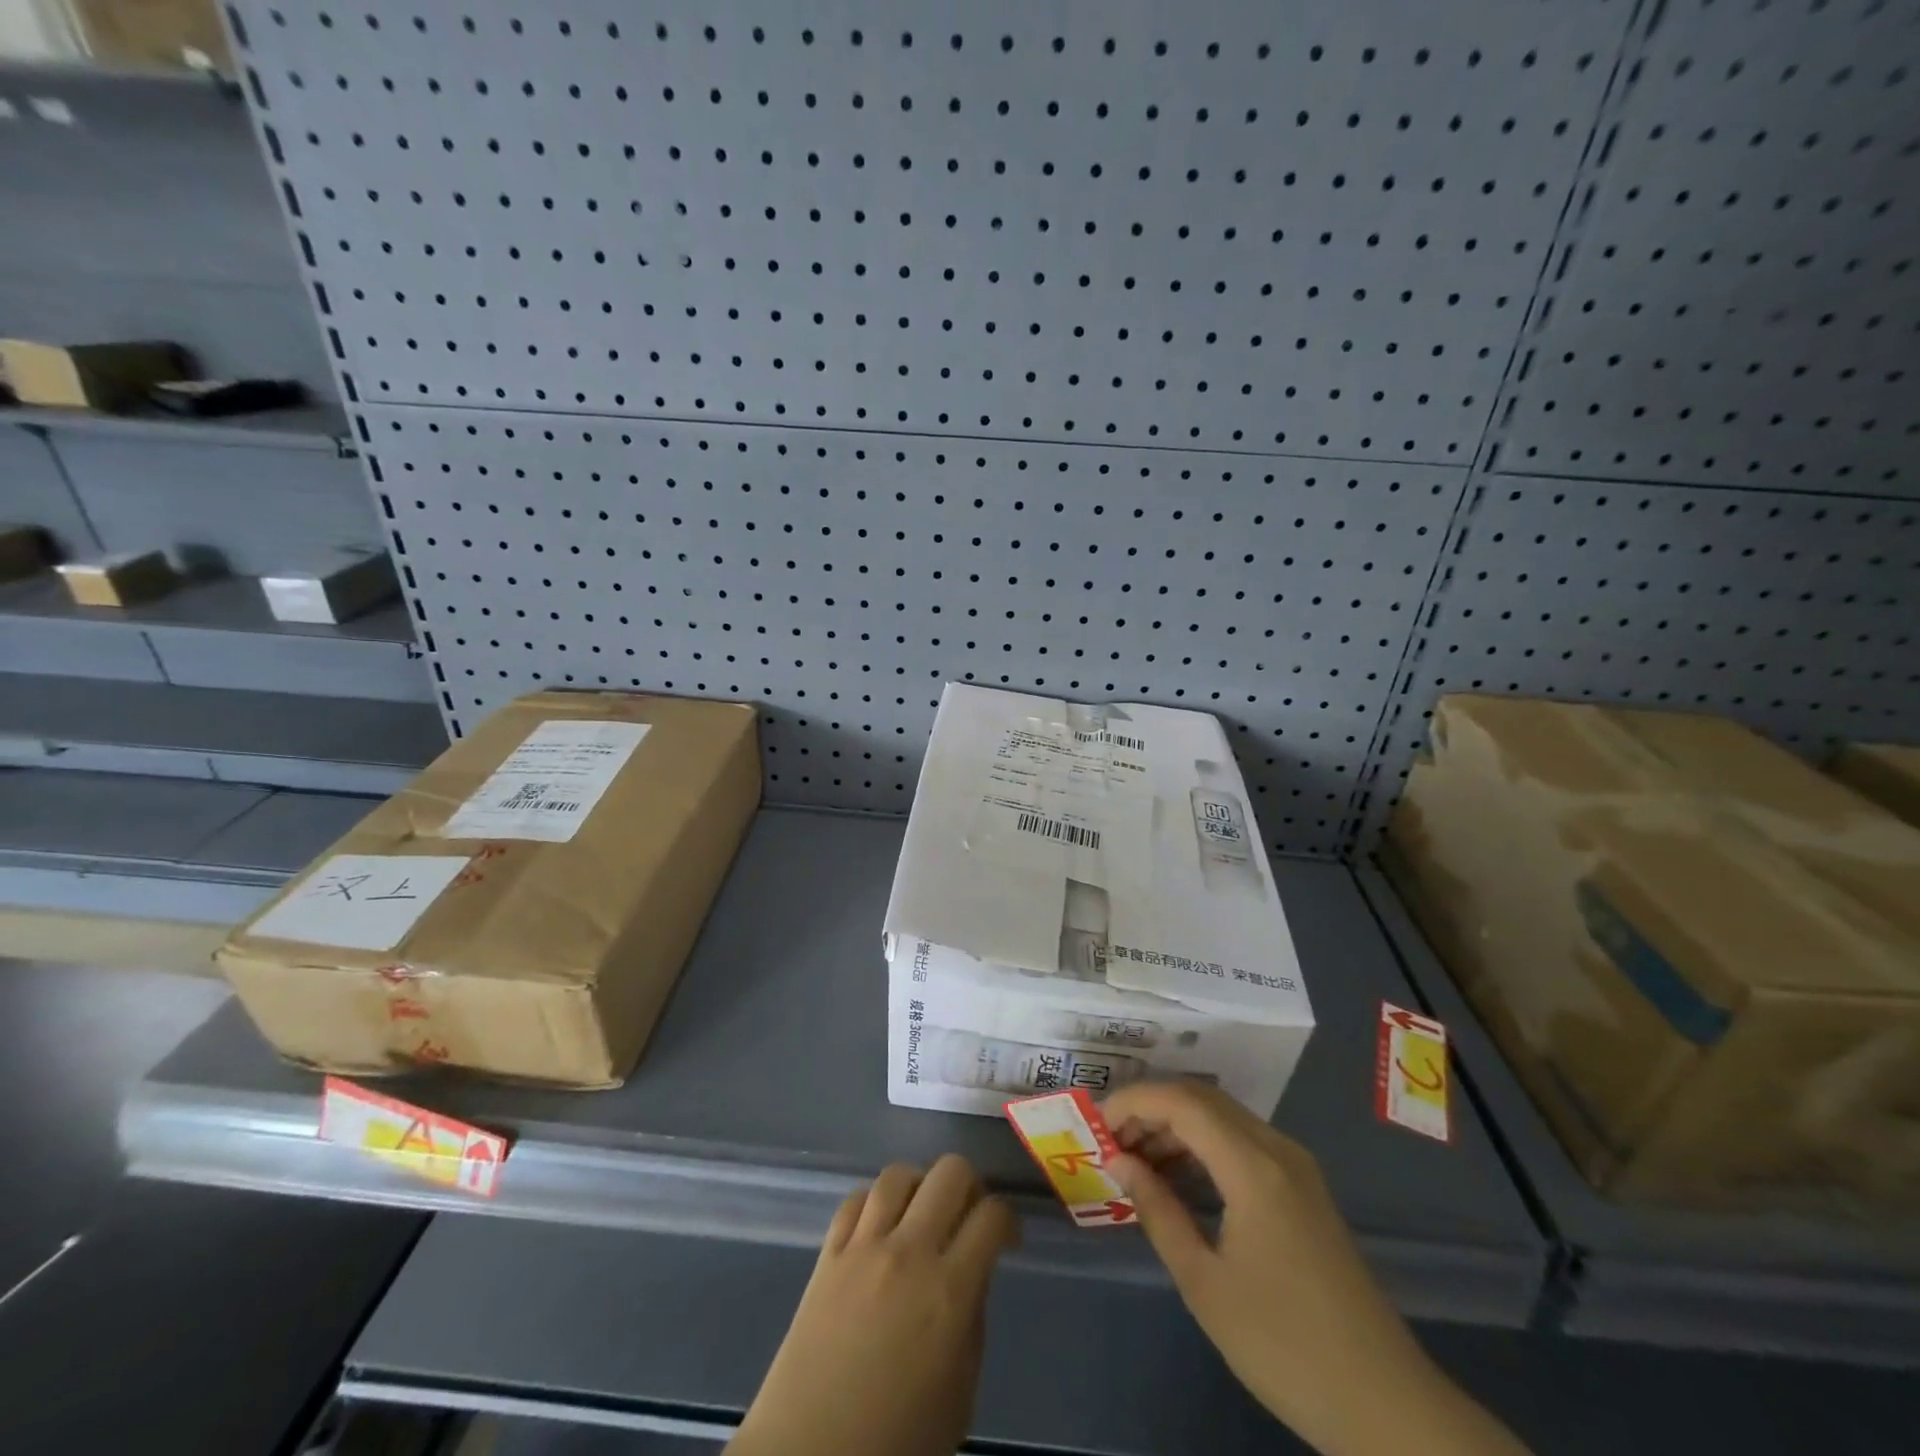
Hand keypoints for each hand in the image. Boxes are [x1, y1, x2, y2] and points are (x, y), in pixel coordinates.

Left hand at [728, 1155, 1018, 1455]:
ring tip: (922, 1214)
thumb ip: (973, 1320)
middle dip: (970, 1185)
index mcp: (949, 1292)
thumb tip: (975, 1270)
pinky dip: (875, 1202)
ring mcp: (863, 1247)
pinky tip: (880, 1226)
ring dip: (919, 1186)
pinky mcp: (827, 1253)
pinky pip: (856, 1199)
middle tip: (968, 1216)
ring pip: (899, 1174)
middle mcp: (909, 1252)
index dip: (1007, 1219)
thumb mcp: (958, 1395)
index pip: (991, 1216)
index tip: (1006, 1239)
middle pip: (950, 1172)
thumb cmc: (897, 1443)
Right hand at [1102, 1080, 1527, 1455]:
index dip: (1134, 1101)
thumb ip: (1158, 1210)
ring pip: (1223, 1117)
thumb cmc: (1284, 1345)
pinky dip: (1203, 1145)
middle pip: (1203, 1099)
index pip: (1183, 1102)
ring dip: (1176, 1126)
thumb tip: (1119, 1161)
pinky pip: (1242, 1142)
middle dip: (1151, 1109)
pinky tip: (1180, 1177)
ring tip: (1136, 1160)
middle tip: (1111, 1142)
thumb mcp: (1204, 1282)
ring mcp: (1296, 1167)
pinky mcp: (1304, 1188)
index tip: (1097, 1124)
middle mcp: (1278, 1150)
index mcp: (1254, 1166)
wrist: (1385, 1404)